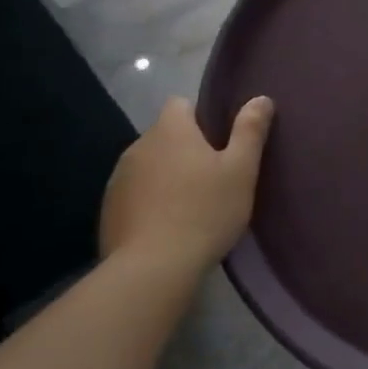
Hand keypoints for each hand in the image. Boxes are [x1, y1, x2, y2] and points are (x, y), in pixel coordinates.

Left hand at [99, 95, 273, 269]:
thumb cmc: (204, 211)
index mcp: (170, 130)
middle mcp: (138, 146)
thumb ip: (250, 130)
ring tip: (190, 204)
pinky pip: (134, 193)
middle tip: (213, 176)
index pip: (180, 103)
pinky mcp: (107, 211)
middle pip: (165, 135)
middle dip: (185, 148)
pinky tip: (167, 225)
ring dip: (166, 174)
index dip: (201, 116)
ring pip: (149, 165)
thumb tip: (260, 98)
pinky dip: (149, 201)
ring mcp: (118, 179)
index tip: (220, 140)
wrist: (152, 270)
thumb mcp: (241, 169)